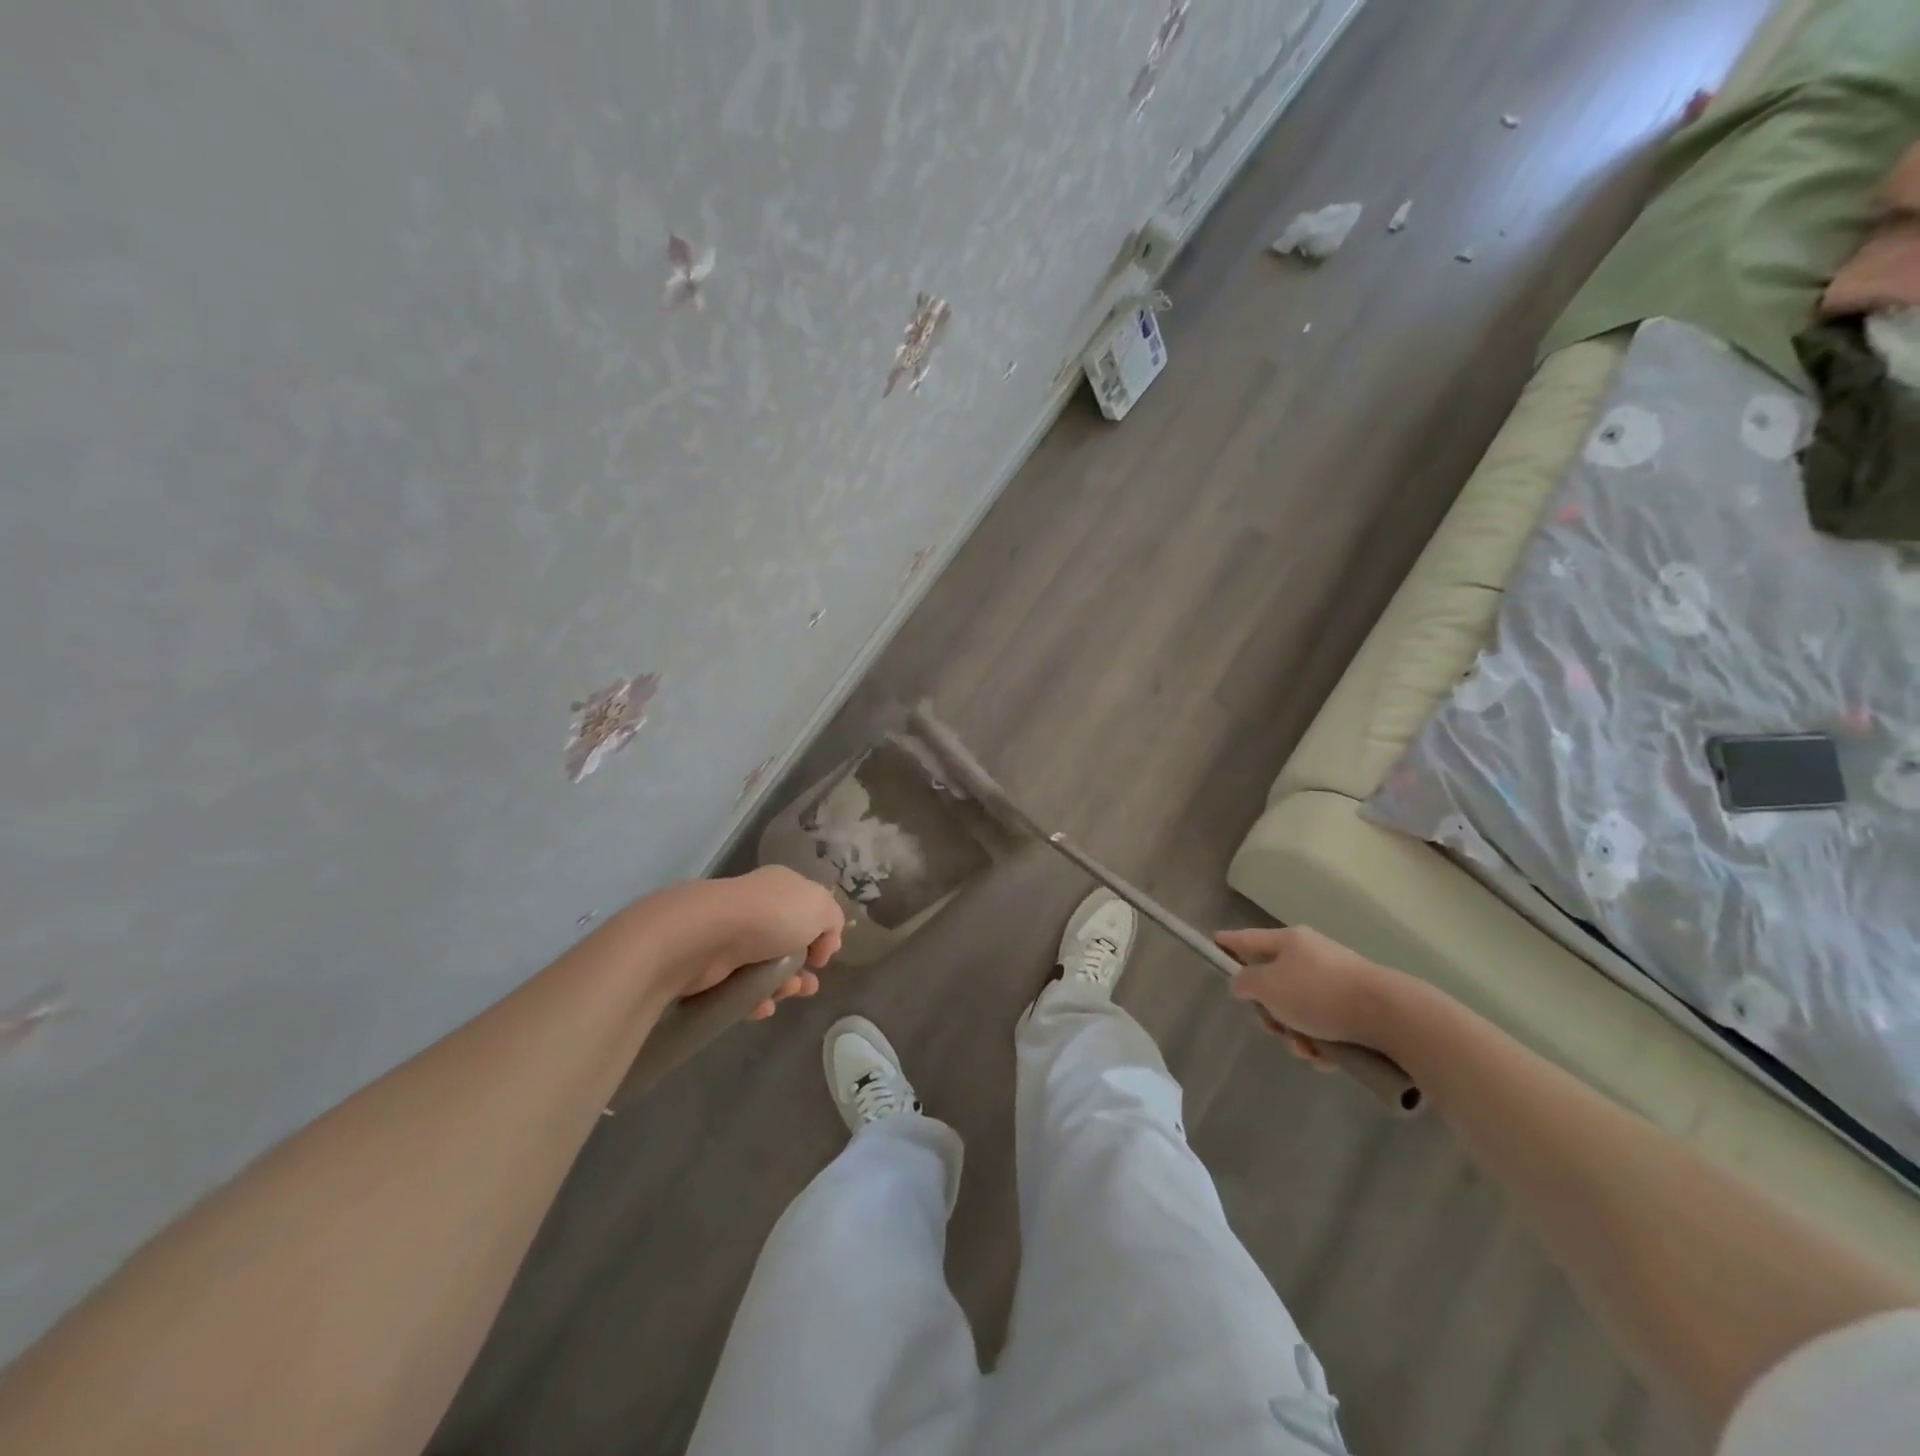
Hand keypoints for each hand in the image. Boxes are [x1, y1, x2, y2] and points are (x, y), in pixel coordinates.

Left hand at [654, 867, 845, 1018]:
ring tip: (788, 994)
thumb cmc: (771, 915)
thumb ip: (833, 920)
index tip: (825, 956)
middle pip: (788, 942)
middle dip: (803, 968)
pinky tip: (762, 1008)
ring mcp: (731, 936)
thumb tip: (825, 942)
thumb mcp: (820, 907)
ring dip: (783, 986)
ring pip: (765, 967)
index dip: (822, 934)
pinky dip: (754, 1000)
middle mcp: (757, 907)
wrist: (706, 936)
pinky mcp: (710, 967)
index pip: (808, 910)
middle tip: (809, 985)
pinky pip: (740, 987)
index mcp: (782, 886)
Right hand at [1215, 926, 1407, 1064]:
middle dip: (1269, 1011)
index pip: (1248, 939)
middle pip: (1274, 982)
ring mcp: (1336, 982)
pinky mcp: (1357, 1009)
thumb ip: (1245, 982)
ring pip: (1299, 1010)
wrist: (1390, 1016)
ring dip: (1295, 1034)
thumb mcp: (1268, 986)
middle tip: (1272, 1027)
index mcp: (1289, 941)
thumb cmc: (1319, 994)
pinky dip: (1321, 1044)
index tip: (1214, 943)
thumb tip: (1243, 982)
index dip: (1229, 943)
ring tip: (1307, 1049)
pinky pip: (1325, 1026)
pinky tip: (1327, 1058)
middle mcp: (1312, 956)